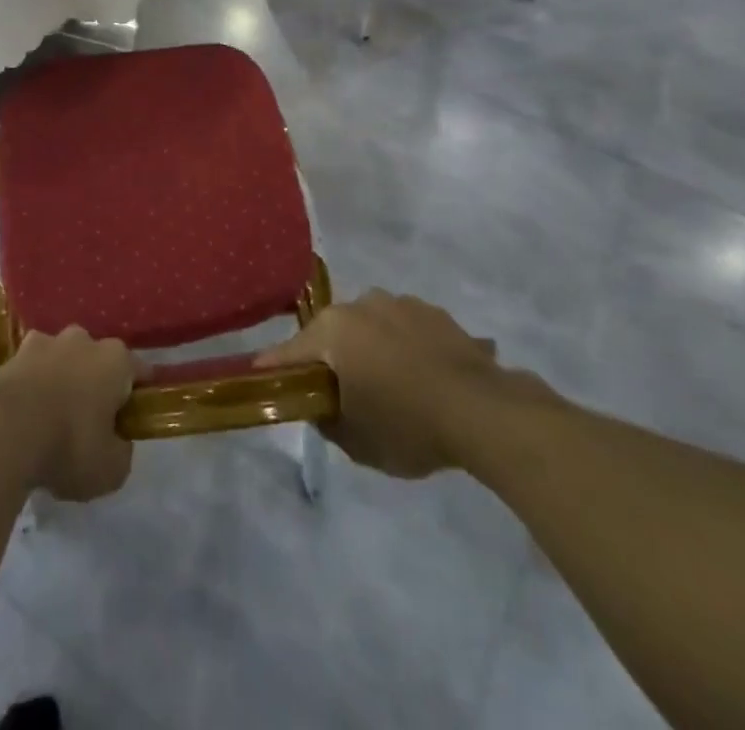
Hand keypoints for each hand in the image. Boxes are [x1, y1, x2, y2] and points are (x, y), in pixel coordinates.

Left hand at [0, 327, 134, 501]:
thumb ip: (121, 451)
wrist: (2, 430)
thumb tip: (115, 441)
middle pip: (97, 360)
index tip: (134, 419)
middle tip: (90, 421)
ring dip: (60, 380)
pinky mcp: (11, 355)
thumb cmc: (68, 445)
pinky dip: (30, 387)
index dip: (139, 394)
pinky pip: (30, 371)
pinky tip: (24, 416)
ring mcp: (44, 343)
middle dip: (95, 383)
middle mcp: (83, 341)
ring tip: (51, 419)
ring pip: (61, 359)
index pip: (138, 371)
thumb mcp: (111, 469)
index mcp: (115, 360)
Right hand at [255, 291, 553, 478]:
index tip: (260, 377)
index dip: (275, 369)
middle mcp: (361, 305)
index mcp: (333, 330)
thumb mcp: (356, 441)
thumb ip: (328, 419)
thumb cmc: (408, 425)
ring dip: (372, 350)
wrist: (484, 411)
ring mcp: (400, 304)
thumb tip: (322, 405)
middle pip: (333, 335)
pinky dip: (406, 349)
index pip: (290, 353)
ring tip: (393, 386)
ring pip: (371, 328)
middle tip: (342, 393)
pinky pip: (407, 331)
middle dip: (333, 359)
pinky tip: (424, 378)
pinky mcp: (435, 313)